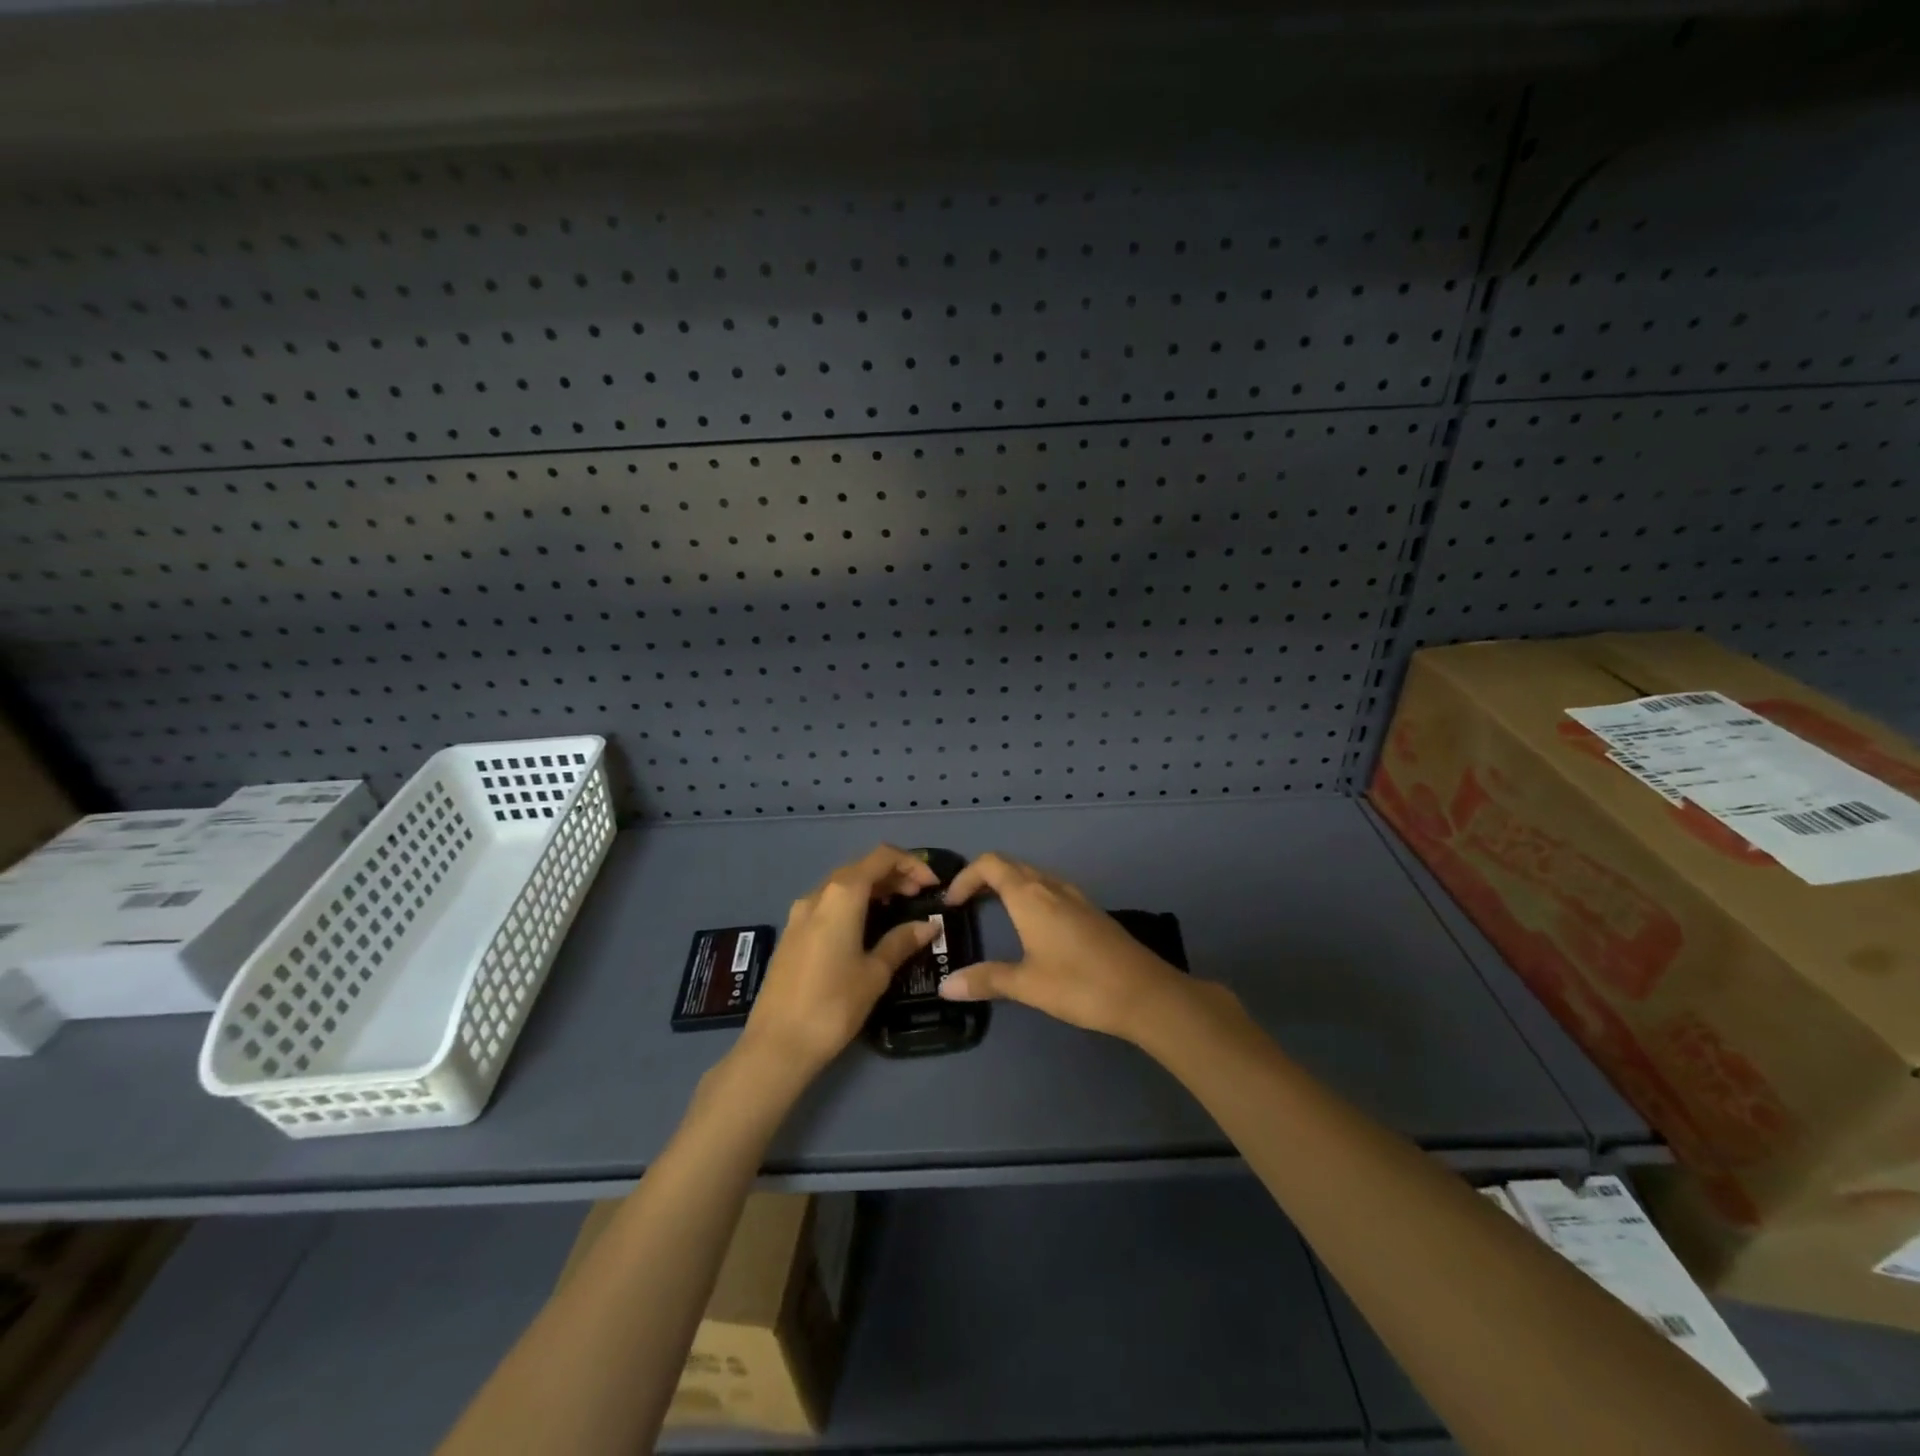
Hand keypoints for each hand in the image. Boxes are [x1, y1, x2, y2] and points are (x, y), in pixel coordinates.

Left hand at [737, 845, 942, 1077]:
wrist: (776, 1045)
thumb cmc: (833, 1004)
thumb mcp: (875, 973)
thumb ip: (901, 942)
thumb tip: (928, 926)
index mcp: (842, 895)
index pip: (881, 857)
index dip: (911, 864)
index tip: (932, 884)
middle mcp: (818, 895)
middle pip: (860, 868)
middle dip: (893, 875)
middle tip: (920, 897)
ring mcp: (799, 914)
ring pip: (842, 886)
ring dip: (872, 889)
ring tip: (898, 910)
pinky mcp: (791, 934)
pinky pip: (827, 904)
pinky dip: (852, 904)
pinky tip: (866, 928)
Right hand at [936, 853, 1193, 1041]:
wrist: (1145, 993)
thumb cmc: (1079, 984)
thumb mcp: (1027, 985)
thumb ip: (986, 980)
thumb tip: (945, 987)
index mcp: (1030, 896)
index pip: (989, 864)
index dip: (965, 877)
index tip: (951, 903)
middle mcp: (1051, 886)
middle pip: (1010, 866)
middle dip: (983, 879)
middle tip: (965, 906)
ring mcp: (1074, 896)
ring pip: (1033, 876)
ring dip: (1008, 886)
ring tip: (993, 913)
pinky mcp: (1090, 911)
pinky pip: (1050, 889)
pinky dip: (1030, 896)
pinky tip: (1032, 927)